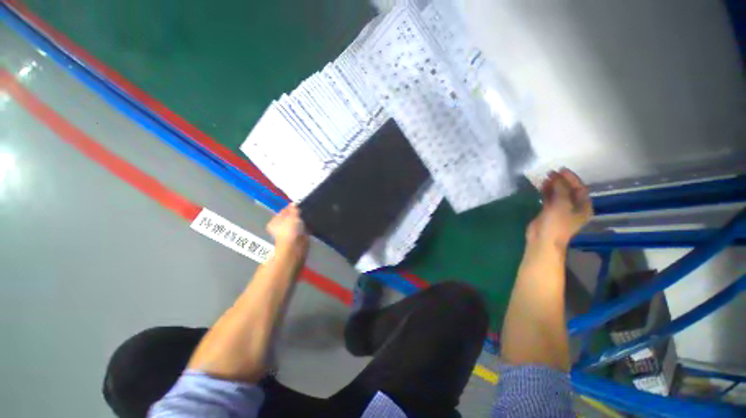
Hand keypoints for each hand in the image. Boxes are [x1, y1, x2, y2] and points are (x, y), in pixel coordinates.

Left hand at [267, 205, 308, 251]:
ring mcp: (287, 234)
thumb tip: (294, 203)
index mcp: (274, 221)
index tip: (299, 206)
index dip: (291, 208)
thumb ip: (293, 209)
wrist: (295, 247)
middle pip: (289, 218)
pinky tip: (308, 225)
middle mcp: (279, 228)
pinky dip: (304, 228)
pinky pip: (301, 230)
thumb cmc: (290, 230)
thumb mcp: (292, 215)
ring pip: (295, 224)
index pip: (283, 211)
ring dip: (301, 222)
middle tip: (303, 212)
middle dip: (296, 215)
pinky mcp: (295, 239)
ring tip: (307, 218)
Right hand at [527, 168, 592, 247]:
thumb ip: (561, 188)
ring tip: (544, 178)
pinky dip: (546, 192)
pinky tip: (541, 186)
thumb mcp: (562, 204)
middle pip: (569, 190)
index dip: (571, 178)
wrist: (543, 239)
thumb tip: (556, 176)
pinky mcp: (549, 212)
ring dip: (553, 185)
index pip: (580, 188)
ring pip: (558, 193)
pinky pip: (549, 198)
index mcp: (583, 206)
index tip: (561, 169)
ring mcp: (561, 209)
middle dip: (561, 181)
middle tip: (550, 173)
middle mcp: (574, 207)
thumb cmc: (557, 223)